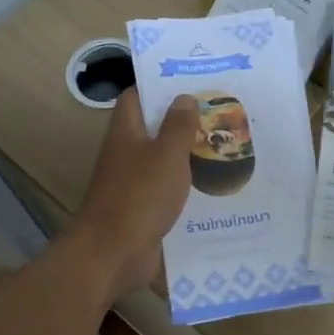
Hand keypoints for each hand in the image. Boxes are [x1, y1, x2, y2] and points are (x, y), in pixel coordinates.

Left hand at [68, 88, 198, 302]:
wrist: (113, 253)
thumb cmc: (140, 195)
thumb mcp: (167, 155)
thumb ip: (178, 125)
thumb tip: (184, 97)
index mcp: (125, 132)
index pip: (136, 97)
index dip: (158, 85)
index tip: (189, 82)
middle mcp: (124, 153)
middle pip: (150, 127)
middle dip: (180, 120)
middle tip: (215, 112)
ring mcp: (130, 182)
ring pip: (160, 159)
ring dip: (184, 153)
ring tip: (220, 144)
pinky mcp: (140, 208)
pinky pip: (164, 188)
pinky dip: (183, 184)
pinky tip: (210, 184)